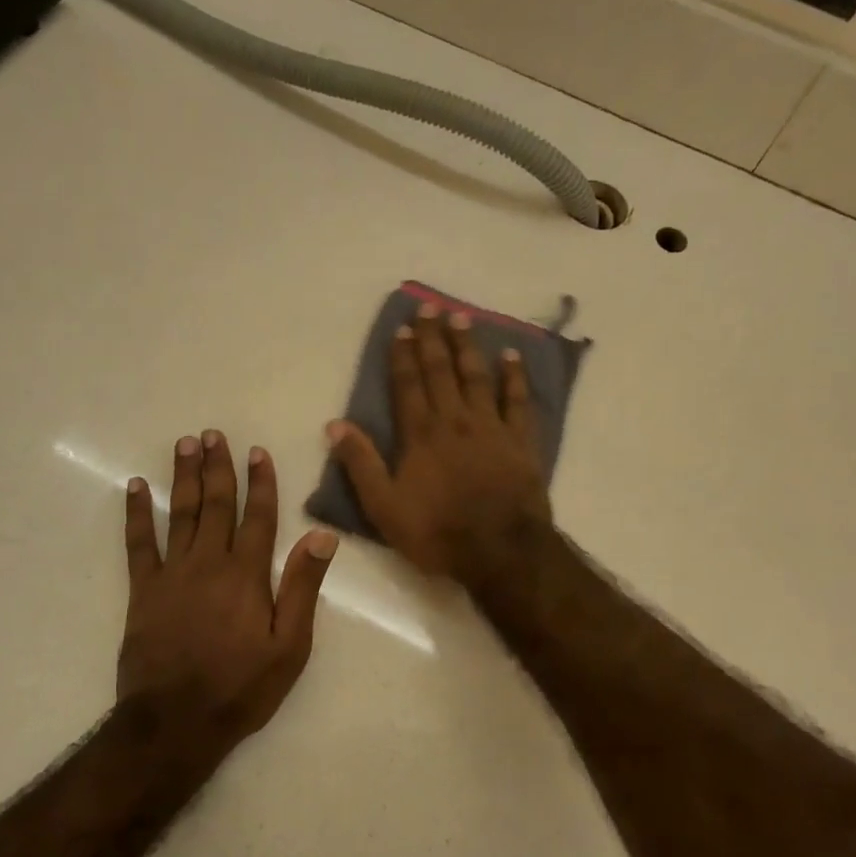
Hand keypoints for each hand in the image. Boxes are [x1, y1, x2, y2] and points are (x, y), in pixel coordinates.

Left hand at [120, 432, 337, 749]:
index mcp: (247, 575)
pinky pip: (138, 543)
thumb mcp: (290, 646)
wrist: (176, 721)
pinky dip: (137, 513)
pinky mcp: (143, 591)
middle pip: (215, 505)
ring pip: (179, 514)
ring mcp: (172, 574)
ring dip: (182, 477)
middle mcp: (209, 563)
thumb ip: (302, 588)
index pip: (258, 517)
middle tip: (212, 434)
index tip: (257, 451)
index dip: (260, 482)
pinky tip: (135, 488)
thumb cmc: (241, 687)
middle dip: (217, 467)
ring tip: (184, 445)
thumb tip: (321, 536)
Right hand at [327, 303, 551, 582]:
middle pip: (441, 371)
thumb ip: (361, 464)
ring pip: (477, 376)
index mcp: (421, 435)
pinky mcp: (520, 441)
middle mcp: (455, 421)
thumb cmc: (437, 532)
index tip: (401, 327)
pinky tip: (511, 355)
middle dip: (433, 338)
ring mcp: (491, 428)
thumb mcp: (384, 507)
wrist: (500, 550)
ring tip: (461, 318)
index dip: (403, 355)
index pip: (408, 385)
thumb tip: (335, 424)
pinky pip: (518, 400)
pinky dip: (514, 376)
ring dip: (467, 346)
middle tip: (430, 306)